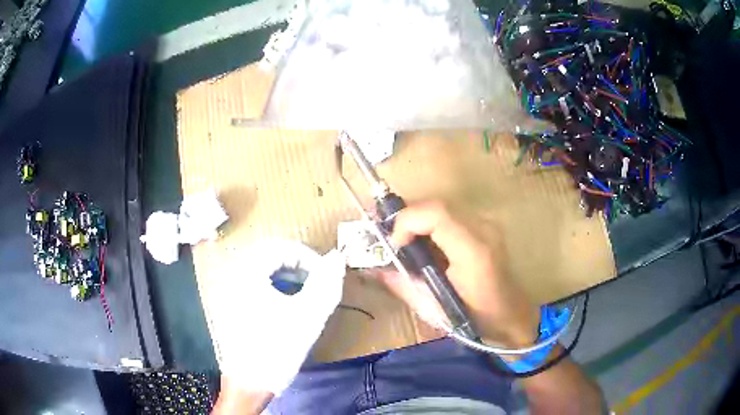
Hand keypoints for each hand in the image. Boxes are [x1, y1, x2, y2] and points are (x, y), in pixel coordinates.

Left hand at [206, 240, 345, 395]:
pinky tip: (286, 309)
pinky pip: (256, 286)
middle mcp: (235, 275)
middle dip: (299, 268)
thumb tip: (337, 256)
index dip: (309, 258)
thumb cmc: (278, 348)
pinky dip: (276, 290)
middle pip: (271, 257)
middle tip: (317, 287)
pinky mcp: (232, 306)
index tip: (326, 278)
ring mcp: (230, 291)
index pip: (282, 247)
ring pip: (263, 271)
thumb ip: (326, 283)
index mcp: (248, 273)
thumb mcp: (309, 315)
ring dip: (288, 278)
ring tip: (305, 298)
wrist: (249, 382)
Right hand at [374, 201, 539, 347]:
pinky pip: (452, 216)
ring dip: (419, 220)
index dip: (406, 221)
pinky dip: (432, 225)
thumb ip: (403, 284)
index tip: (394, 245)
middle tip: (392, 240)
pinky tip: (425, 244)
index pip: (435, 213)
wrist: (512, 316)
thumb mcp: (434, 308)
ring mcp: (488, 225)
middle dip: (408, 218)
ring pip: (443, 207)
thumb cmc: (476, 319)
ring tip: (404, 242)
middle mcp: (483, 229)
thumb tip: (376, 269)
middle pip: (437, 205)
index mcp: (473, 251)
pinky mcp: (487, 227)